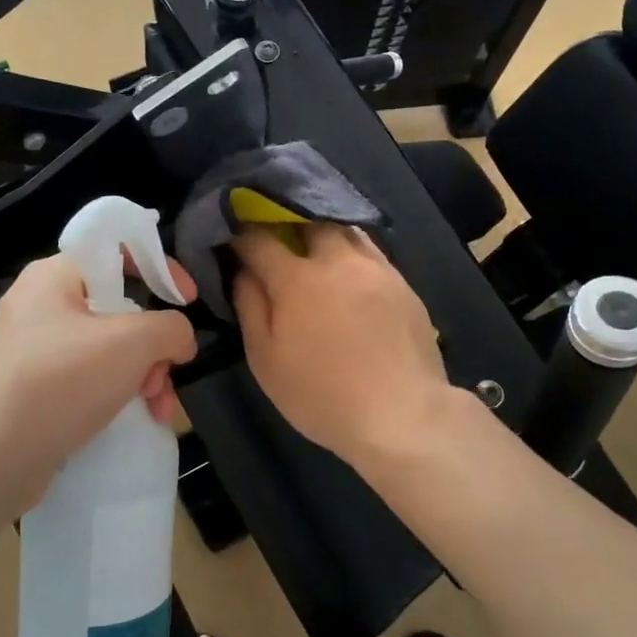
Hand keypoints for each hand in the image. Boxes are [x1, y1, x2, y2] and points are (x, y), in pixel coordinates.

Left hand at [0, 253, 197, 513]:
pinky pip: (87, 381)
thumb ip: (170, 328)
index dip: (159, 268)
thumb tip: (180, 339)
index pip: (116, 251)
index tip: (188, 300)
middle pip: (118, 309)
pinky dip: (116, 395)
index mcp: (54, 276)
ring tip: (157, 408)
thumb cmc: (60, 382)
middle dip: (153, 344)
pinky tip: (137, 420)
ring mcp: (34, 352)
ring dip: (143, 376)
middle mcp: (40, 307)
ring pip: (107, 351)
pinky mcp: (32, 392)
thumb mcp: (131, 343)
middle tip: (164, 374)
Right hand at [232, 225, 455, 465]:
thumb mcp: (266, 360)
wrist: (401, 413)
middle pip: (308, 222)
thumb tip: (243, 271)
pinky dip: (353, 253)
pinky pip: (372, 253)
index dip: (241, 235)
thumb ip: (250, 307)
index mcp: (297, 277)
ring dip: (324, 234)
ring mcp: (376, 269)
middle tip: (278, 241)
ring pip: (346, 231)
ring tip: (316, 251)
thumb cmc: (321, 394)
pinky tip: (351, 275)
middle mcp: (338, 260)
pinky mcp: (404, 284)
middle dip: (288, 224)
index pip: (259, 240)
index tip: (233, 239)